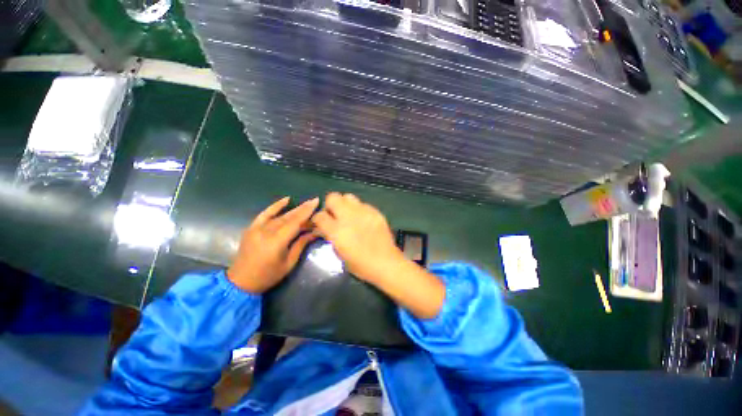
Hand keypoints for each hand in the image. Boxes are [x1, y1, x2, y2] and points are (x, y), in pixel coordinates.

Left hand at [227, 197, 318, 293]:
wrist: (240, 282)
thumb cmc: (268, 275)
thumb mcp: (289, 262)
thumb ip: (301, 244)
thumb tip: (314, 232)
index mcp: (276, 242)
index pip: (295, 222)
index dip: (307, 212)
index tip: (316, 202)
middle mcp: (266, 232)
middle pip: (289, 217)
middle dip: (303, 209)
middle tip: (314, 201)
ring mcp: (257, 228)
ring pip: (280, 215)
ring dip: (294, 209)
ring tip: (306, 203)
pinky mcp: (252, 228)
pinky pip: (265, 213)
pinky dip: (276, 206)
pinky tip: (286, 200)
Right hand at [312, 192, 404, 283]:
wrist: (386, 263)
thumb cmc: (361, 265)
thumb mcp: (340, 254)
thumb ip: (331, 237)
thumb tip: (324, 229)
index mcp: (337, 231)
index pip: (320, 215)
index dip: (317, 218)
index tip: (320, 222)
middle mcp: (349, 217)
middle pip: (333, 197)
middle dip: (330, 205)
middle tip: (334, 215)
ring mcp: (363, 212)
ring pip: (348, 196)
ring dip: (344, 204)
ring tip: (348, 214)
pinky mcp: (375, 212)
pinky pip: (362, 204)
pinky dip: (358, 209)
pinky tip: (362, 219)